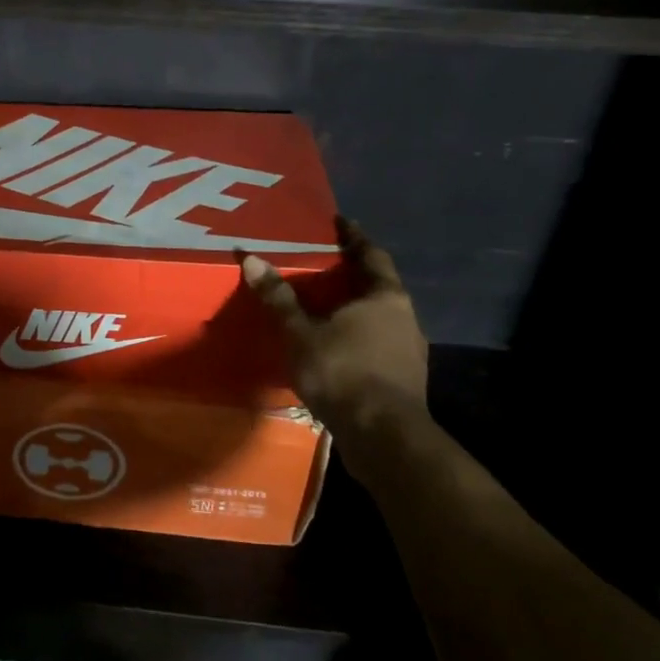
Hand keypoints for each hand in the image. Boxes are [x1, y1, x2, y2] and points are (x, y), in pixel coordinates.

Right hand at [239, 219, 428, 473]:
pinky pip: (377, 344)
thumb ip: (278, 297)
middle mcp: (405, 317)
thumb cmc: (343, 372)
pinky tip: (335, 345)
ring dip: (354, 308)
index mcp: (385, 297)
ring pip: (379, 317)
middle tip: (322, 263)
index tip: (339, 222)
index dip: (354, 237)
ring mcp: (409, 351)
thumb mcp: (300, 333)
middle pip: (377, 286)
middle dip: (351, 274)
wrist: (384, 438)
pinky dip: (357, 336)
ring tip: (324, 305)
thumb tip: (251, 258)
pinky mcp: (403, 379)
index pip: (371, 255)